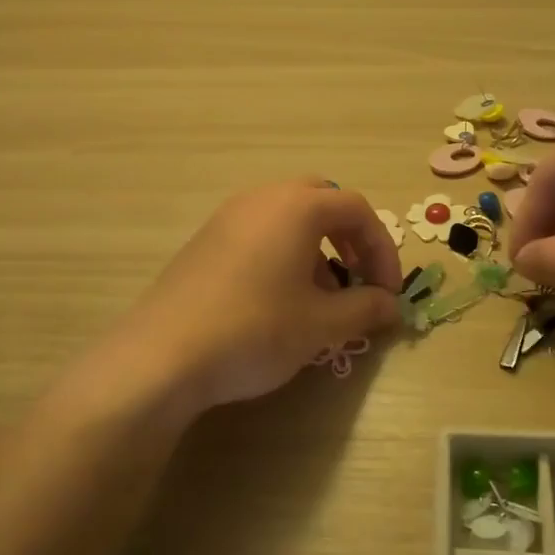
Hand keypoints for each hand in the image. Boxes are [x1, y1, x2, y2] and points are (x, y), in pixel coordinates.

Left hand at [109, 179, 402, 412]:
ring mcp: (227, 217)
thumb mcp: (322, 325)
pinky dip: (283, 253)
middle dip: (349, 237)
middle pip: (321, 200)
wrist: (164, 355)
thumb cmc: (255, 330)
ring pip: (287, 216)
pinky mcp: (204, 242)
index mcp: (296, 207)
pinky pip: (258, 232)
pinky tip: (279, 300)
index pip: (357, 210)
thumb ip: (365, 308)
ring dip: (315, 247)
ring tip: (320, 297)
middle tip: (356, 278)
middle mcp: (261, 199)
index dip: (383, 249)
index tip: (388, 292)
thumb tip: (391, 305)